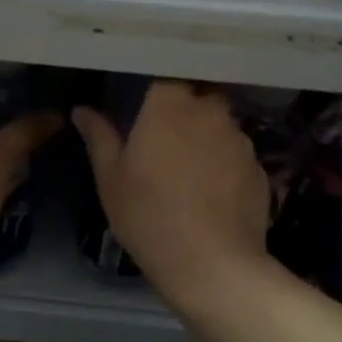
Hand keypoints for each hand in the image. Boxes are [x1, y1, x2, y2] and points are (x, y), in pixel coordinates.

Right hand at [72, 81, 270, 299]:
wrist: (213, 265)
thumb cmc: (149, 215)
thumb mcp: (111, 179)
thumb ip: (99, 137)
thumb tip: (82, 110)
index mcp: (169, 105)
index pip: (166, 76)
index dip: (157, 89)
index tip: (145, 106)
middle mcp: (210, 112)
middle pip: (199, 96)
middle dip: (185, 109)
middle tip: (165, 137)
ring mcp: (240, 140)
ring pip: (221, 125)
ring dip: (207, 137)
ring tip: (191, 169)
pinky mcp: (260, 169)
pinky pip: (238, 155)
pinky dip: (226, 165)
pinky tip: (214, 193)